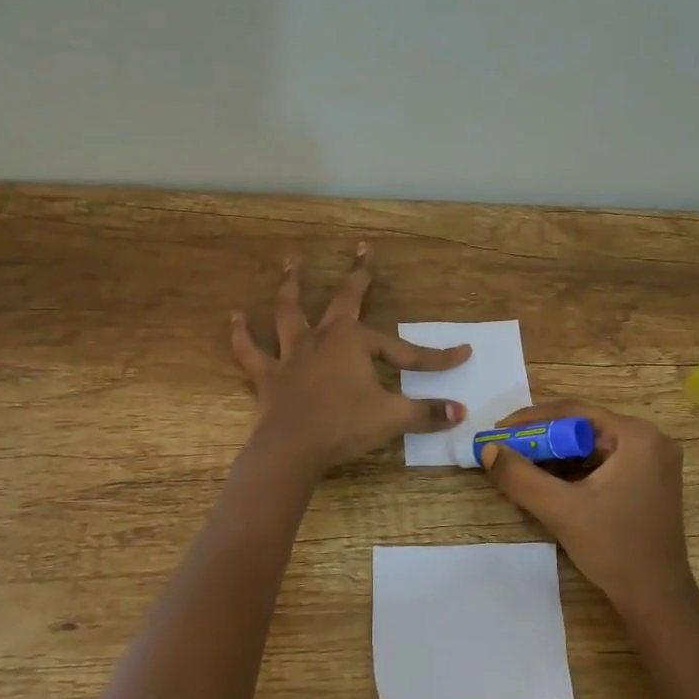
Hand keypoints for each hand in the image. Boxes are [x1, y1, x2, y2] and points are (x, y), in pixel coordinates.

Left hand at [231, 244, 470, 474]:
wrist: (292, 449)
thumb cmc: (344, 427)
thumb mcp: (392, 418)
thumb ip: (427, 413)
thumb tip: (462, 413)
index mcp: (355, 342)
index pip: (404, 349)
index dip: (435, 357)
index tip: (463, 354)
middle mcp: (323, 337)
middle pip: (344, 298)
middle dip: (358, 274)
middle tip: (362, 249)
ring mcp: (292, 353)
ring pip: (290, 311)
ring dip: (291, 286)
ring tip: (290, 263)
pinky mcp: (269, 375)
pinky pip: (251, 351)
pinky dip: (241, 334)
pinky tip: (235, 317)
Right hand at [479, 402, 696, 617]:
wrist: (656, 599)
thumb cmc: (614, 548)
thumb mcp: (561, 510)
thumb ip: (520, 477)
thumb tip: (488, 449)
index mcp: (637, 437)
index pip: (575, 412)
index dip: (532, 419)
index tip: (498, 430)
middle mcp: (650, 440)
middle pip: (583, 427)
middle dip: (542, 438)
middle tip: (506, 447)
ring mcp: (652, 461)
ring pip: (591, 446)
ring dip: (555, 454)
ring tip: (520, 463)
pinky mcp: (648, 481)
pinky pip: (602, 462)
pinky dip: (574, 469)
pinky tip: (547, 480)